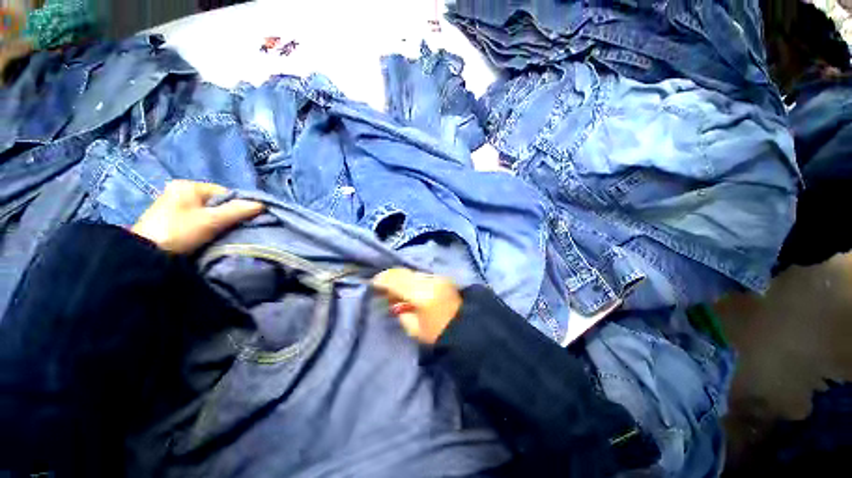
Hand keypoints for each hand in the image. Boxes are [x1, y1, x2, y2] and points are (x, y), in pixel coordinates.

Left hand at [131, 180, 263, 252]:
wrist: (144, 255)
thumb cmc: (180, 232)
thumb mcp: (212, 220)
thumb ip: (238, 210)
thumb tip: (262, 204)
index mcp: (189, 185)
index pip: (225, 192)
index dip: (238, 206)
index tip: (245, 220)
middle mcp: (180, 191)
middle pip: (216, 202)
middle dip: (228, 214)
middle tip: (235, 228)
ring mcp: (172, 204)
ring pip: (206, 211)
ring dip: (217, 222)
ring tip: (222, 234)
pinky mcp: (169, 219)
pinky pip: (196, 218)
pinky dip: (205, 226)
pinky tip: (207, 235)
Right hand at [371, 268, 461, 343]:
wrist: (468, 330)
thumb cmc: (439, 335)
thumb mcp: (414, 328)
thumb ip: (400, 311)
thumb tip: (393, 299)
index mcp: (422, 294)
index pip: (396, 280)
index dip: (382, 280)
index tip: (373, 284)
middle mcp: (430, 280)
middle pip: (404, 272)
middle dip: (391, 277)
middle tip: (383, 286)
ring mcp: (438, 277)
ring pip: (413, 272)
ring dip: (403, 278)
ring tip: (397, 288)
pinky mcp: (443, 278)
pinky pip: (422, 275)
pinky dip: (413, 279)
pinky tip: (411, 287)